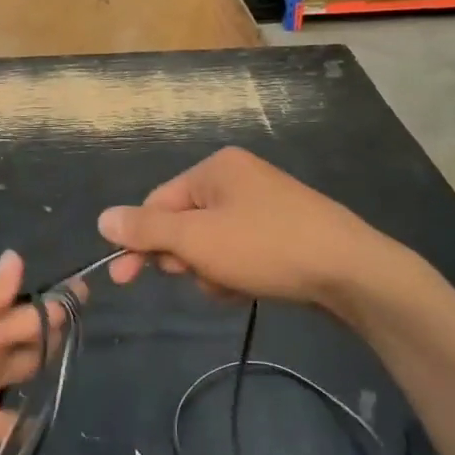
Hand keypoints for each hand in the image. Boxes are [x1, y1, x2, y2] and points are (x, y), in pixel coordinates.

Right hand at [98, 147, 396, 311]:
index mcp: (216, 168)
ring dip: (211, 268)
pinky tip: (251, 286)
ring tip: (234, 284)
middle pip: (184, 222)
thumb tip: (104, 219)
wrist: (350, 270)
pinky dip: (237, 270)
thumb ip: (147, 230)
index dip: (140, 241)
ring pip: (211, 242)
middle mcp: (238, 177)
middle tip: (202, 275)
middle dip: (186, 256)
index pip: (158, 202)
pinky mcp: (282, 229)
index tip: (123, 279)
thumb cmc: (266, 246)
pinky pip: (239, 249)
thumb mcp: (197, 239)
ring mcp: (263, 203)